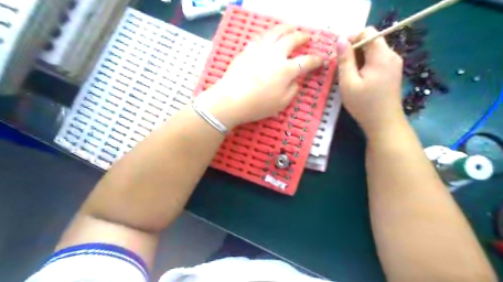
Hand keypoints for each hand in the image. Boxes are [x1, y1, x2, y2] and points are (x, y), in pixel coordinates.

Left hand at [194, 24, 323, 126]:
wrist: (231, 100)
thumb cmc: (258, 105)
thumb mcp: (281, 103)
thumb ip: (292, 90)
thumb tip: (296, 81)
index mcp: (286, 70)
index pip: (306, 61)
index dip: (316, 60)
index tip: (321, 60)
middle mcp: (275, 55)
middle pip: (292, 39)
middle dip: (302, 37)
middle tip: (307, 37)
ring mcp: (260, 50)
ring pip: (275, 32)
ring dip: (286, 28)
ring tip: (291, 27)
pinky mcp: (247, 50)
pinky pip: (259, 38)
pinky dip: (267, 36)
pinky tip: (268, 38)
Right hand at [338, 27, 403, 135]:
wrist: (384, 124)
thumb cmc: (364, 105)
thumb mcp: (348, 83)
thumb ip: (345, 60)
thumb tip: (341, 40)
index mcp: (381, 55)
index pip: (368, 32)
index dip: (351, 37)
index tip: (339, 53)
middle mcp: (391, 55)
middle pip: (371, 41)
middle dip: (353, 49)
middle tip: (340, 66)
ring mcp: (393, 64)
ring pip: (373, 51)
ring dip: (358, 58)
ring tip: (347, 75)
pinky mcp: (392, 72)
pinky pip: (377, 60)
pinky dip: (365, 65)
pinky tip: (358, 79)